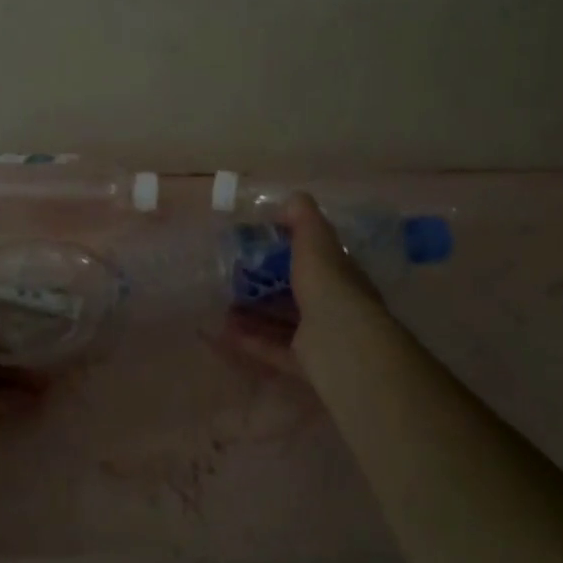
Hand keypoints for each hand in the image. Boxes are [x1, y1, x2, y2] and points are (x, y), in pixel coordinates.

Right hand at [213, 193, 388, 377]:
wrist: (340, 342)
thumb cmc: (327, 284)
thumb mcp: (315, 239)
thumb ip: (302, 217)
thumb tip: (289, 199)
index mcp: (339, 274)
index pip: (316, 257)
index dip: (289, 249)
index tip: (258, 243)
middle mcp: (334, 304)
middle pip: (296, 292)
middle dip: (266, 285)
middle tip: (234, 277)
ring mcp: (321, 336)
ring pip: (283, 322)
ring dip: (254, 314)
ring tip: (222, 305)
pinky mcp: (306, 363)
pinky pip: (274, 349)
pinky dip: (251, 341)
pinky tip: (224, 333)